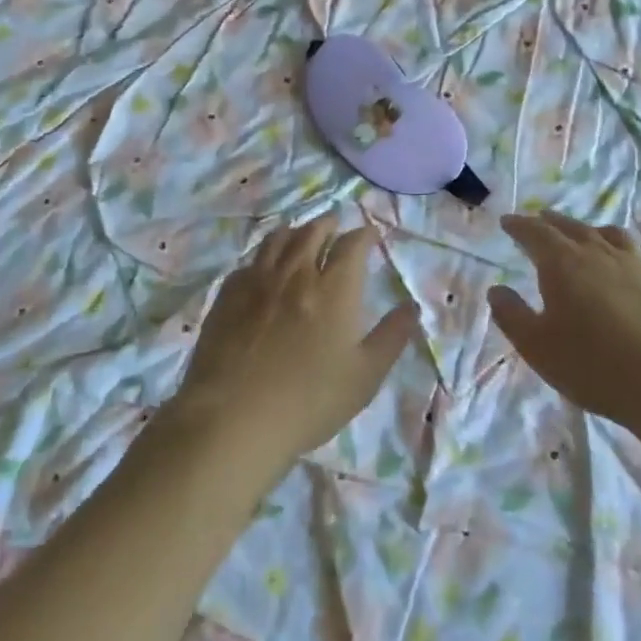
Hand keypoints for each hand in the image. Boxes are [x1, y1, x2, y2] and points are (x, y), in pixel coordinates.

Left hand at [168, 219, 414, 478]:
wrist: (234, 418)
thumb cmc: (309, 401)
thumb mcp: (365, 376)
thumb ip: (392, 336)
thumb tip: (412, 306)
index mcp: (334, 289)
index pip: (352, 245)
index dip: (364, 235)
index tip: (370, 235)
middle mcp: (297, 273)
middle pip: (313, 232)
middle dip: (329, 223)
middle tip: (335, 223)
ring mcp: (258, 281)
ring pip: (278, 240)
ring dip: (295, 232)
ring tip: (301, 234)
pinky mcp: (227, 295)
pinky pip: (249, 262)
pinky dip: (264, 256)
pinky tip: (263, 268)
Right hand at [488, 212, 640, 437]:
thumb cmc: (595, 366)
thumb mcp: (538, 347)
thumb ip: (512, 315)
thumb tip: (497, 290)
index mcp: (563, 263)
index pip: (536, 233)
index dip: (519, 226)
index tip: (507, 221)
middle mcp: (599, 253)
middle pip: (571, 227)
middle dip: (550, 222)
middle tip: (538, 220)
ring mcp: (636, 265)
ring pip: (606, 234)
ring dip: (586, 229)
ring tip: (580, 233)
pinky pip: (632, 253)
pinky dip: (615, 249)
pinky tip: (619, 267)